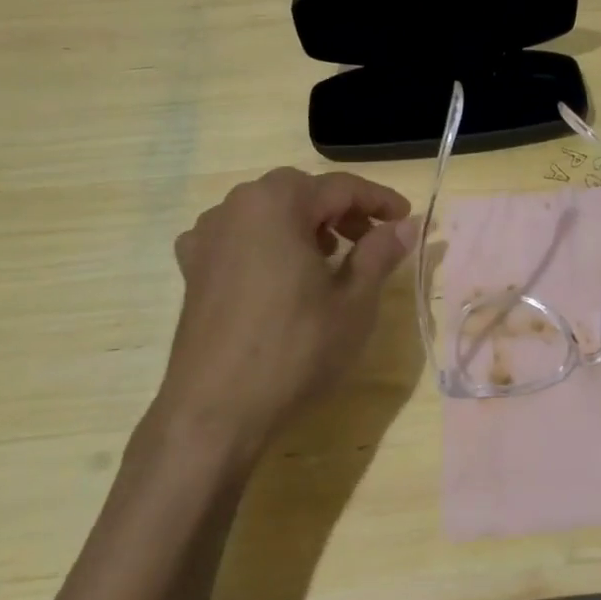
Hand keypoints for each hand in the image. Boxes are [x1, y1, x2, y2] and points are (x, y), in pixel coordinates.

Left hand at [159, 168, 414, 452]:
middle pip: (301, 193)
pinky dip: (267, 243)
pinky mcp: (193, 268)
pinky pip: (239, 237)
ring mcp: (207, 236)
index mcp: (278, 202)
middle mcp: (236, 206)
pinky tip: (280, 273)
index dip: (379, 200)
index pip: (341, 188)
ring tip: (330, 257)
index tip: (407, 218)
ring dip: (304, 224)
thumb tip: (407, 225)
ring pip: (268, 212)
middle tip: (372, 239)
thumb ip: (380, 252)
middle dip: (341, 210)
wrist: (216, 411)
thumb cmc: (295, 349)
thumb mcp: (354, 301)